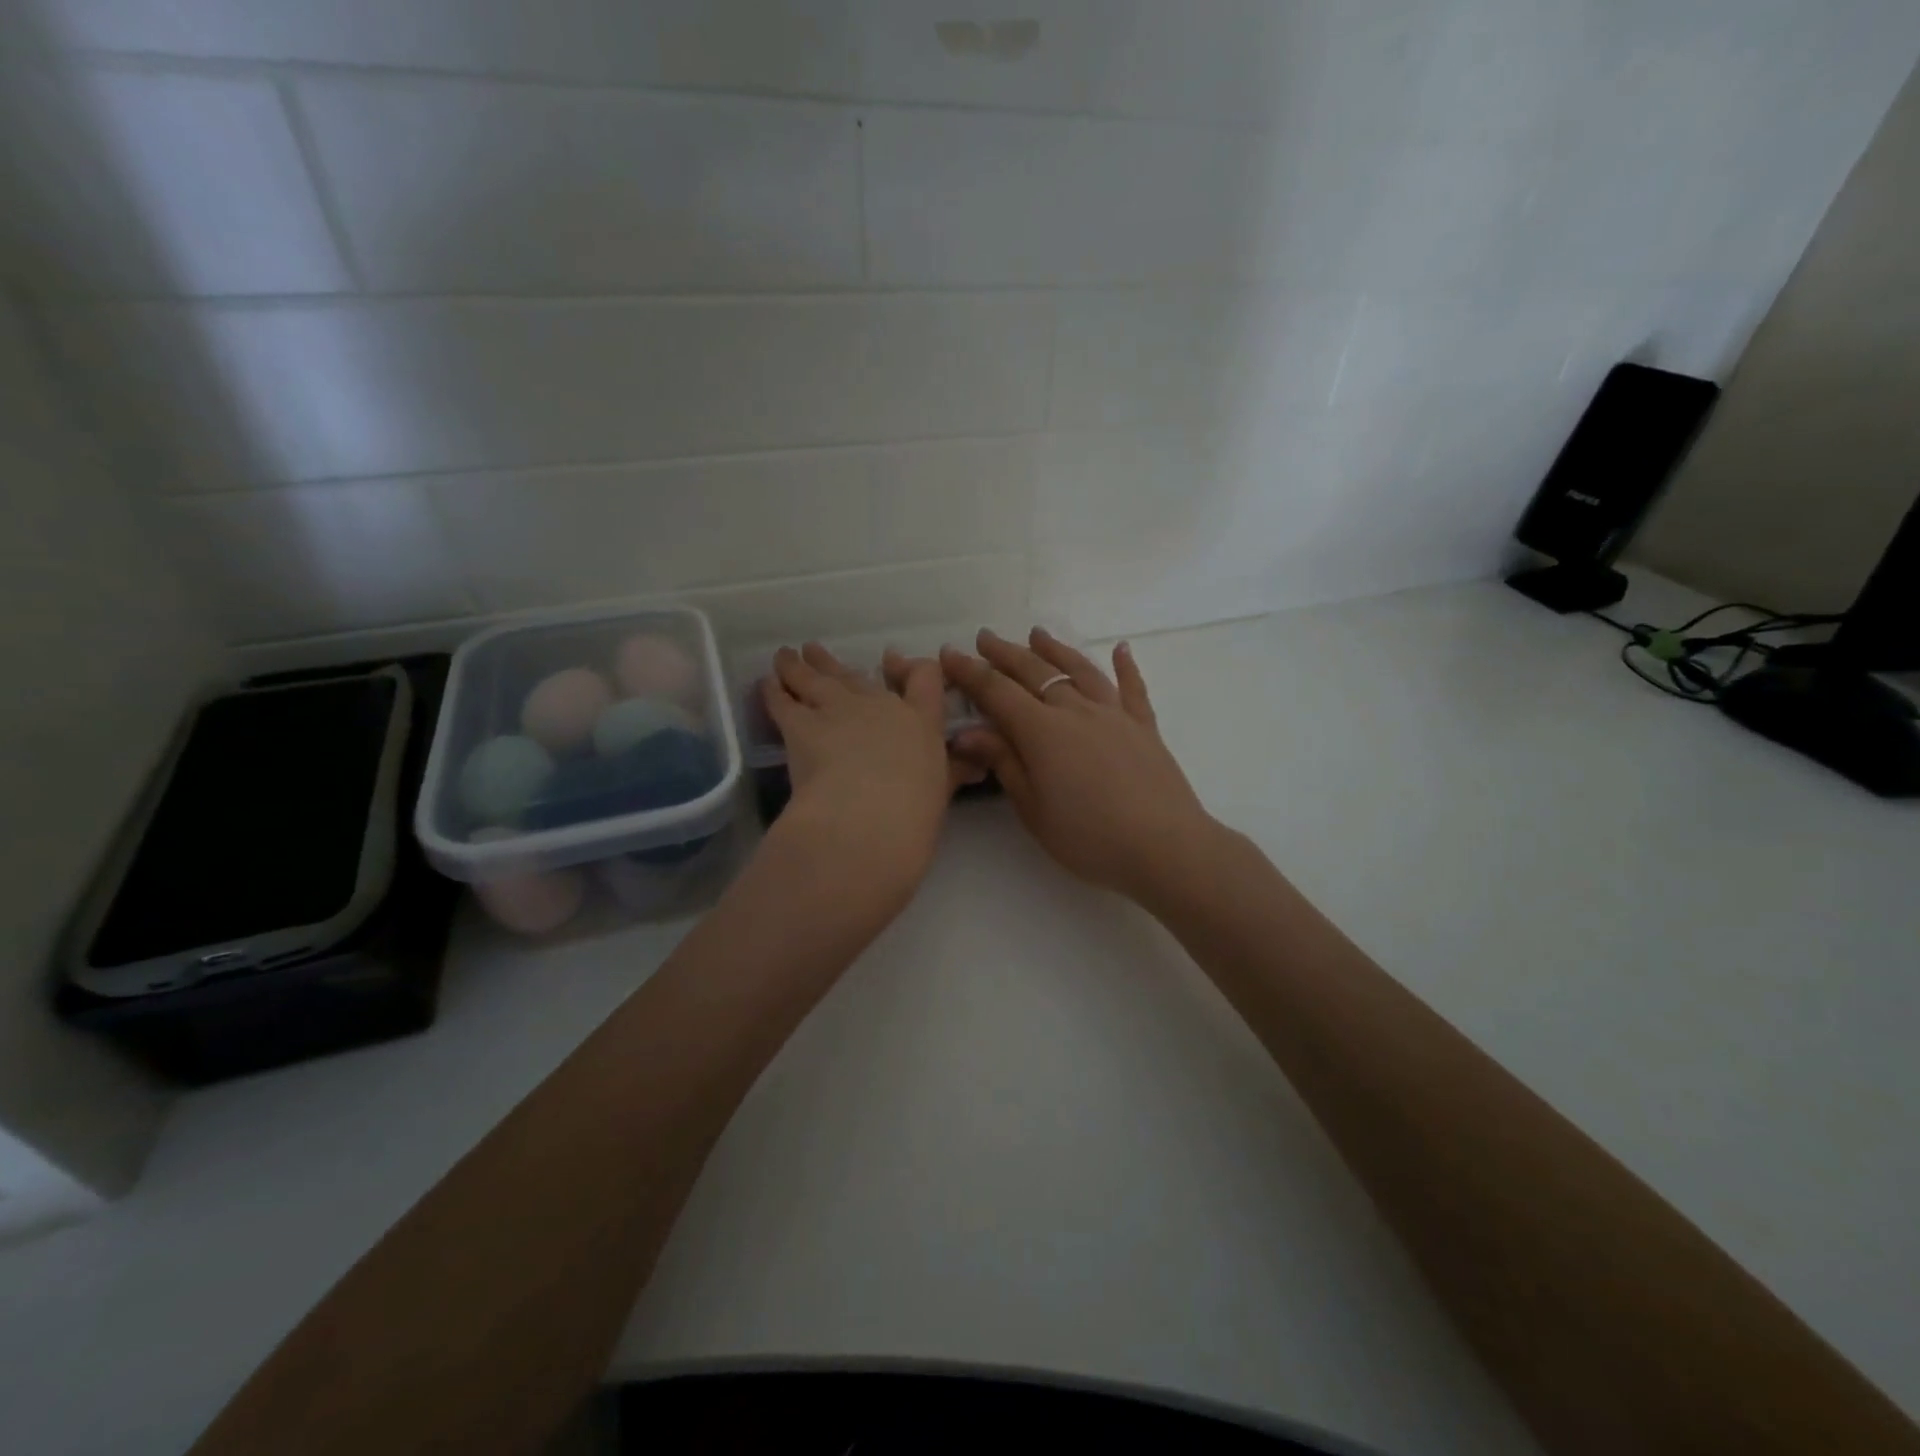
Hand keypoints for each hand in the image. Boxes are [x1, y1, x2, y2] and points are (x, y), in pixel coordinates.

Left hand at [761, 644, 978, 907]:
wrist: (864, 822)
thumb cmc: (913, 816)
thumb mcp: (940, 794)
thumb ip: (952, 774)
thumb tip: (974, 765)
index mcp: (920, 721)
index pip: (925, 677)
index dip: (911, 667)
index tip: (896, 662)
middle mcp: (880, 705)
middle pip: (858, 675)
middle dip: (837, 664)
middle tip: (819, 652)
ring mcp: (838, 710)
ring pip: (816, 678)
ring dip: (800, 666)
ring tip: (787, 655)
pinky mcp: (800, 726)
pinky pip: (783, 701)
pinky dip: (774, 691)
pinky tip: (766, 683)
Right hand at [940, 629, 1221, 903]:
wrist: (1164, 848)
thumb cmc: (1089, 837)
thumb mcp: (1033, 809)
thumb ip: (1004, 763)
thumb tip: (965, 733)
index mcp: (1043, 731)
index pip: (997, 692)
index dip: (970, 672)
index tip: (949, 654)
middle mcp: (1077, 710)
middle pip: (1035, 672)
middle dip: (1005, 653)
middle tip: (984, 638)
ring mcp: (1114, 715)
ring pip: (1079, 671)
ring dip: (1055, 650)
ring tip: (1037, 634)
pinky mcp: (1144, 727)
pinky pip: (1132, 688)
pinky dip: (1126, 666)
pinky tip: (1122, 649)